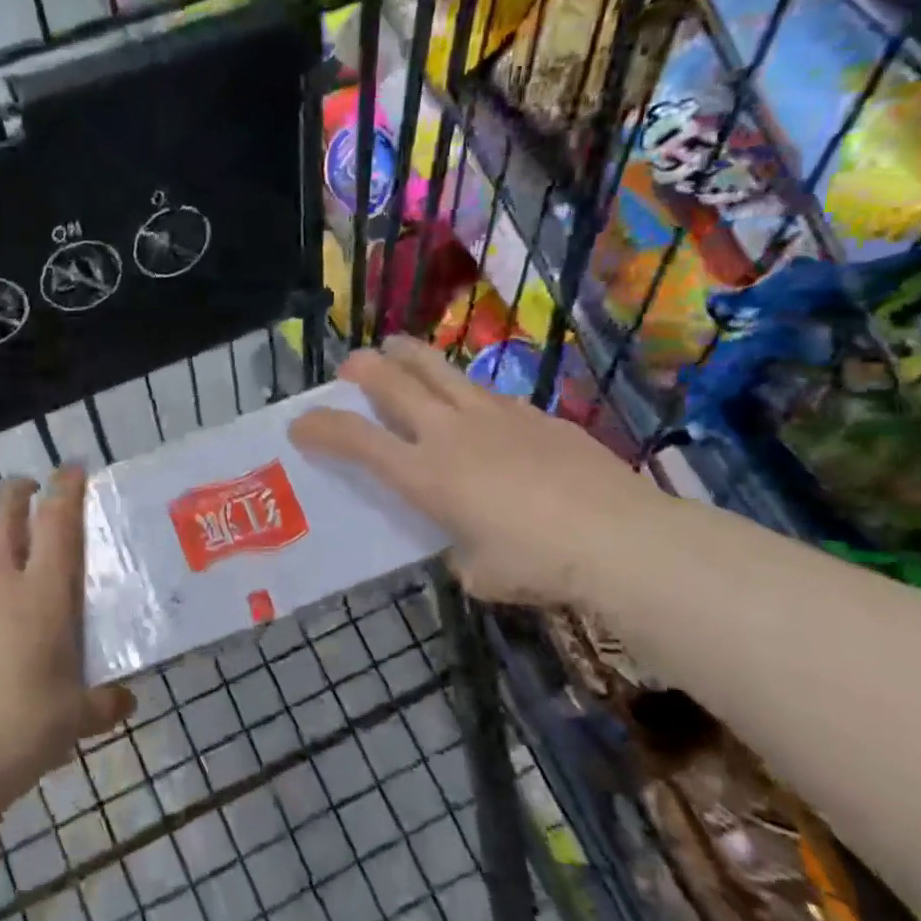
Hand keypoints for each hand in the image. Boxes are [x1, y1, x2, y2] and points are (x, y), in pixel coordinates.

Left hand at [0, 468, 134, 816]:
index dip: (67, 488)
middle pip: (3, 514)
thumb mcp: (75, 720)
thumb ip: (104, 704)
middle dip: (17, 490)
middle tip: (28, 488)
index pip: (58, 522)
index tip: (73, 469)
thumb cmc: (20, 733)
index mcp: (42, 594)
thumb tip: (125, 700)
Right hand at [288, 336, 670, 606]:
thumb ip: (458, 549)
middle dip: (362, 369)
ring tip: (395, 349)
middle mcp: (450, 433)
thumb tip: (464, 539)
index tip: (300, 424)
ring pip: (439, 368)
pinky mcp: (534, 414)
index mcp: (425, 475)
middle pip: (393, 382)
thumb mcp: (478, 572)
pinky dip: (464, 391)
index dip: (320, 428)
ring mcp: (494, 415)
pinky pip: (486, 392)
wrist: (621, 538)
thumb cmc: (538, 565)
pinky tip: (475, 407)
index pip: (356, 441)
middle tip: (350, 367)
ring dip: (408, 355)